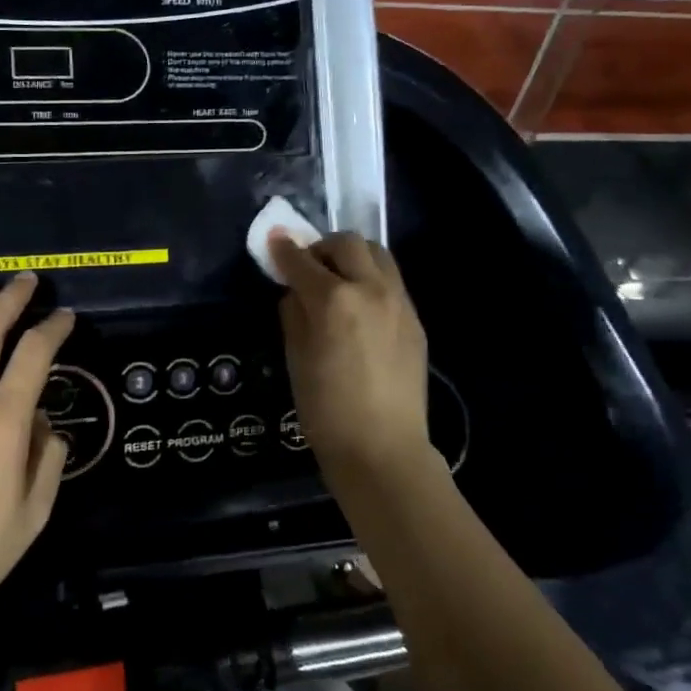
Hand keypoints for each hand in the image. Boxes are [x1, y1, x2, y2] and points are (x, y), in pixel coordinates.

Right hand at [269, 232, 432, 476]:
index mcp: (334, 300)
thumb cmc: (326, 410)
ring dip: (352, 257)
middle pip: (346, 243)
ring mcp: (399, 302)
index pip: (302, 261)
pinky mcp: (415, 319)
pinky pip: (391, 281)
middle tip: (308, 266)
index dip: (284, 249)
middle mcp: (371, 289)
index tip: (274, 240)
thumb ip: (293, 313)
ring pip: (377, 254)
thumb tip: (295, 291)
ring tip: (338, 280)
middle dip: (322, 247)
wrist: (383, 449)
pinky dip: (371, 279)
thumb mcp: (296, 358)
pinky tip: (360, 308)